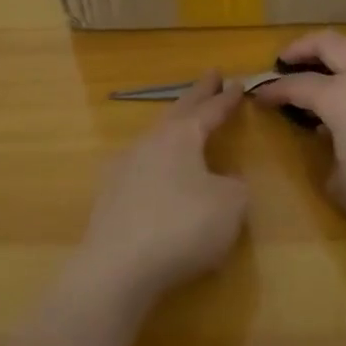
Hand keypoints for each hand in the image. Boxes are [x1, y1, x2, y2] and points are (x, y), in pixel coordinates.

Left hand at [73, 72, 249, 312]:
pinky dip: (155, 163)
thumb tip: (224, 181)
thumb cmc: (183, 226)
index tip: (237, 82)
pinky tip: (154, 171)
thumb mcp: (231, 206)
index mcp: (181, 137)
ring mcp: (124, 167)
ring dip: (172, 128)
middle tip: (210, 78)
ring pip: (155, 137)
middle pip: (177, 111)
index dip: (226, 98)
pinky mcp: (109, 196)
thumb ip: (235, 186)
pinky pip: (140, 167)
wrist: (119, 267)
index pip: (209, 110)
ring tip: (183, 124)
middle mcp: (150, 142)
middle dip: (197, 95)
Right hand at [252, 30, 345, 257]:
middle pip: (329, 43)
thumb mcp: (340, 185)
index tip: (258, 96)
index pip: (298, 84)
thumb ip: (325, 156)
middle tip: (283, 62)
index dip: (274, 90)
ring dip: (331, 57)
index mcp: (341, 96)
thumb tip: (329, 142)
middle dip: (302, 47)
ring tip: (315, 78)